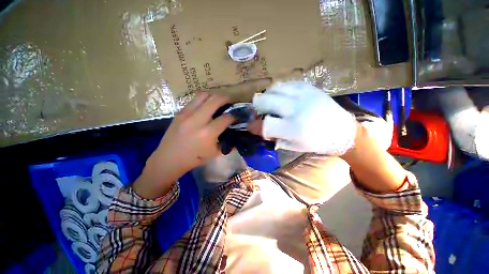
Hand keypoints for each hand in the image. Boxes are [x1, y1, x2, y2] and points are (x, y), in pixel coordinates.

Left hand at [134, 93, 234, 198]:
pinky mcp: (180, 112)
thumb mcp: (215, 153)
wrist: (169, 158)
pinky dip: (203, 100)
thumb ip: (226, 142)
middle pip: (215, 100)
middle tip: (230, 102)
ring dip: (214, 96)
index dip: (234, 116)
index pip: (226, 118)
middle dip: (226, 99)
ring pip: (204, 95)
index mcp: (208, 133)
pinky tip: (205, 106)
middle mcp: (198, 120)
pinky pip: (194, 100)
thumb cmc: (194, 158)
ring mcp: (187, 114)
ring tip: (218, 102)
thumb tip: (235, 133)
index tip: (236, 117)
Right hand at [248, 81, 356, 155]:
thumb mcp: (293, 146)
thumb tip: (256, 127)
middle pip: (264, 100)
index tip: (252, 126)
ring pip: (273, 89)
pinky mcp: (308, 87)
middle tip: (261, 113)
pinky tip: (281, 97)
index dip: (255, 126)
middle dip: (258, 108)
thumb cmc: (316, 142)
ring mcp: (303, 94)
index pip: (265, 124)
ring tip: (271, 104)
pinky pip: (285, 83)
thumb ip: (273, 136)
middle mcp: (296, 108)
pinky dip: (278, 91)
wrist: (342, 131)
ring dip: (267, 97)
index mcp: (294, 128)